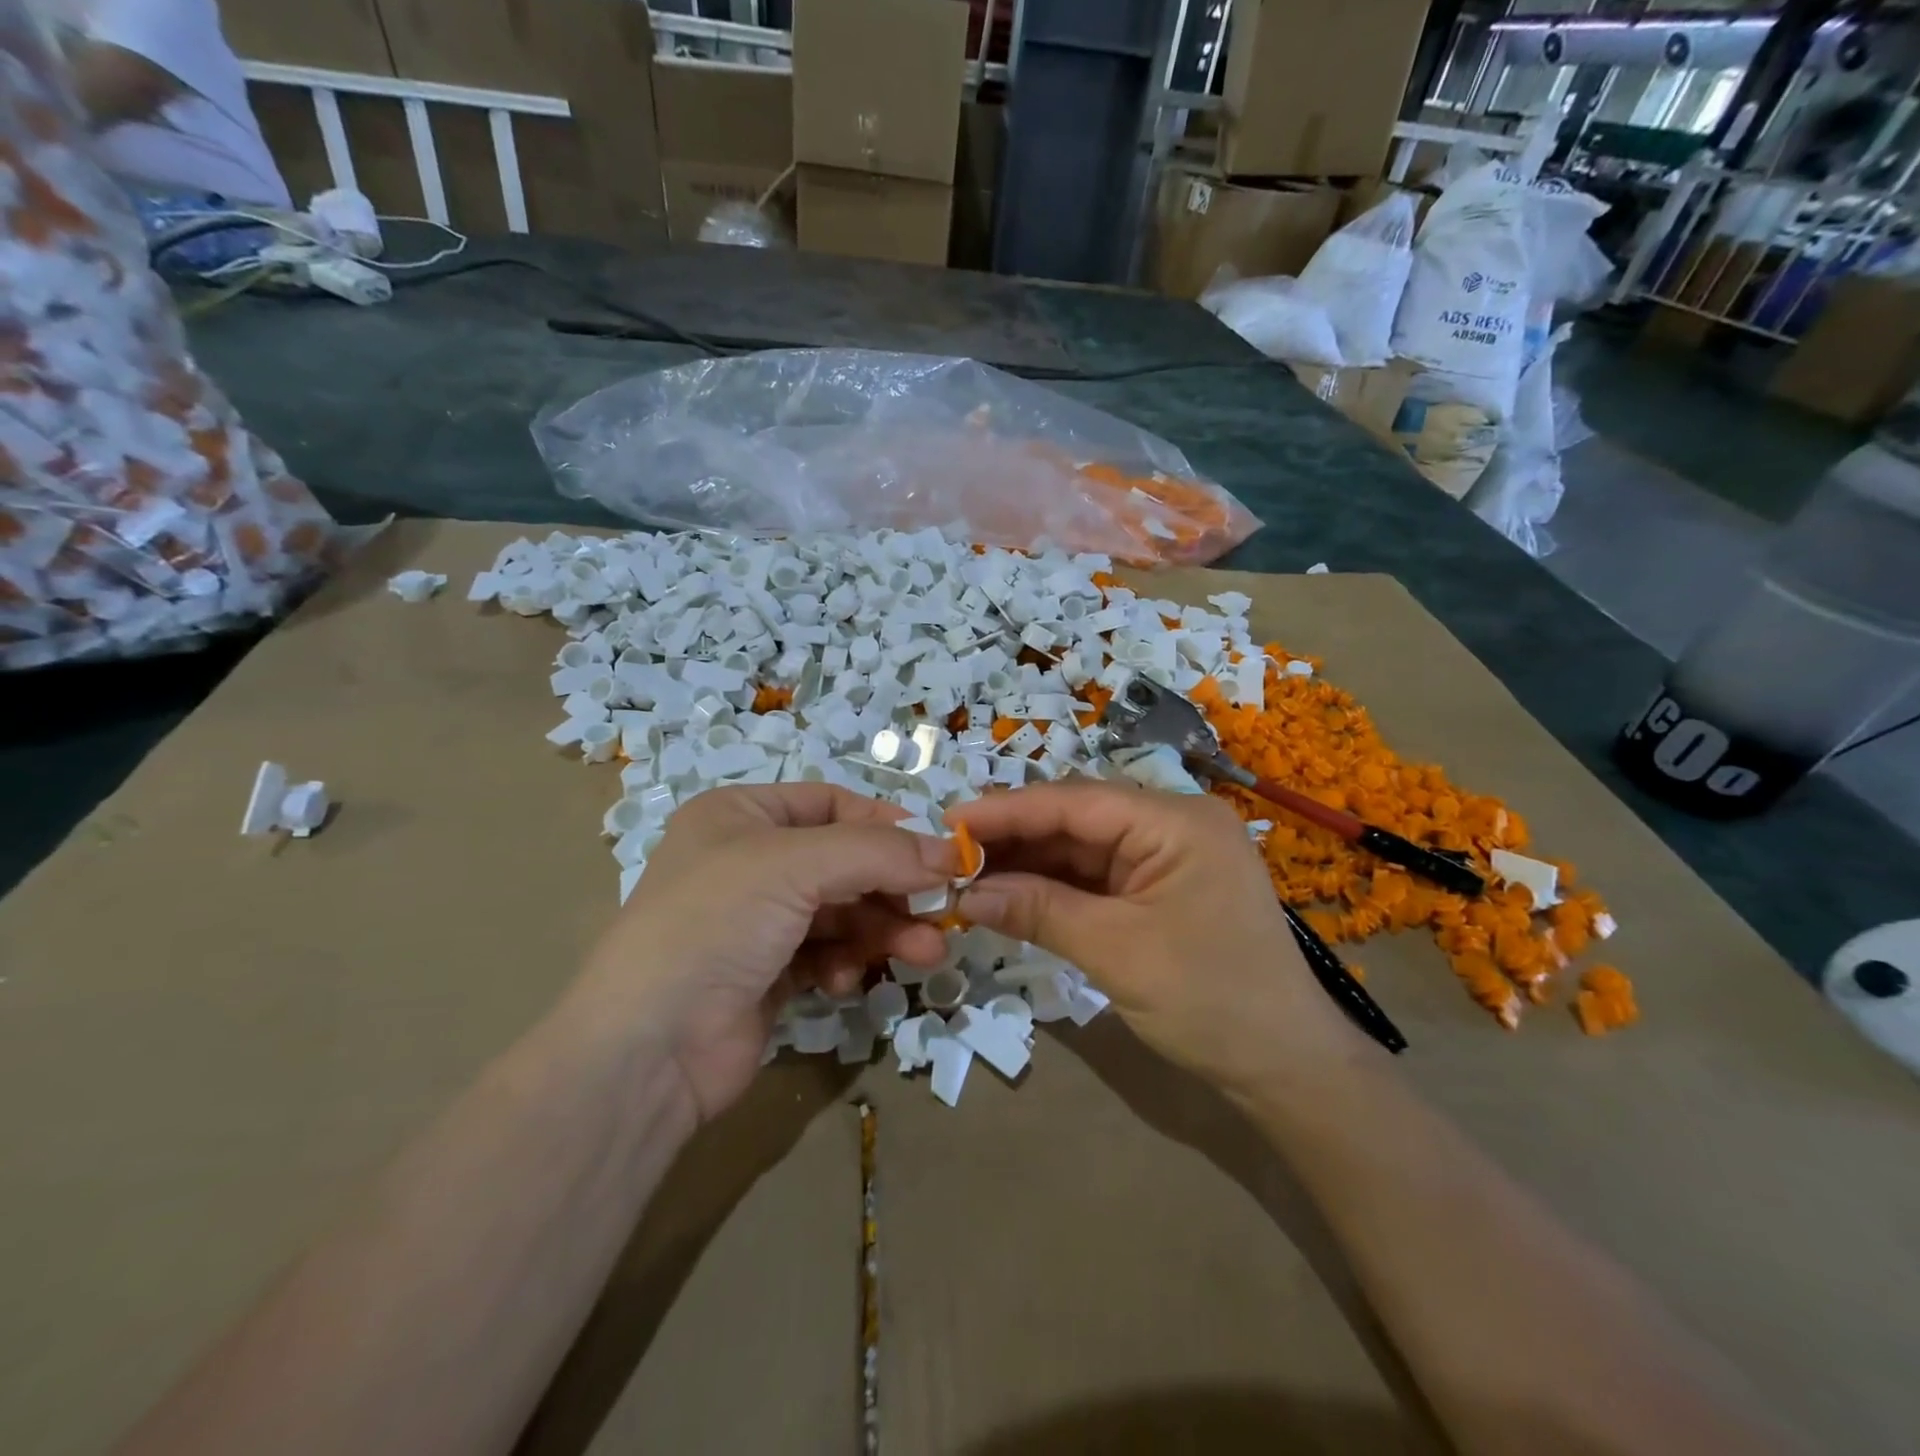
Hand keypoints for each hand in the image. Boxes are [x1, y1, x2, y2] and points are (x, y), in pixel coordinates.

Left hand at [578, 784, 955, 1123]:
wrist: (648, 1050)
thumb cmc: (716, 924)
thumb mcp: (796, 866)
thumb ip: (879, 852)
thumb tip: (952, 853)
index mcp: (740, 815)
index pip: (831, 803)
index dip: (886, 823)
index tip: (939, 851)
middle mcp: (748, 861)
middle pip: (844, 862)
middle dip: (893, 888)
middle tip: (942, 912)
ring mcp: (758, 921)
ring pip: (842, 912)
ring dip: (883, 930)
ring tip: (924, 953)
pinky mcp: (767, 974)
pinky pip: (826, 954)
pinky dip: (846, 963)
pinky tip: (846, 981)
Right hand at [948, 781, 1362, 1098]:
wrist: (1286, 1067)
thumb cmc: (1211, 1002)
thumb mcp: (1117, 952)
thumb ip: (1040, 911)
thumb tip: (968, 893)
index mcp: (1177, 822)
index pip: (1076, 801)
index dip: (1009, 810)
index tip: (950, 820)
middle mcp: (1172, 825)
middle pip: (1077, 819)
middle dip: (1015, 837)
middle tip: (951, 853)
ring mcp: (1166, 856)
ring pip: (1082, 847)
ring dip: (1029, 863)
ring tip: (968, 874)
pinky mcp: (1159, 887)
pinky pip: (1096, 876)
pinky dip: (1053, 886)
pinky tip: (1010, 893)